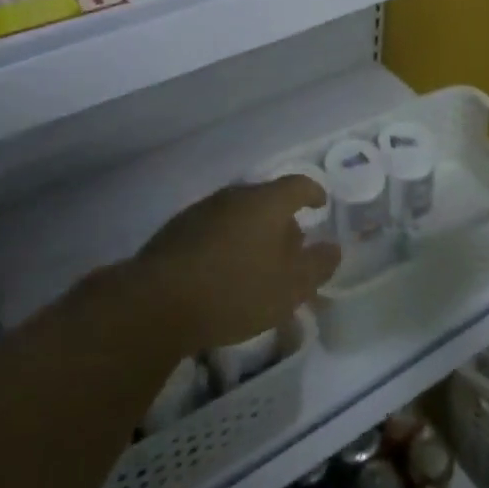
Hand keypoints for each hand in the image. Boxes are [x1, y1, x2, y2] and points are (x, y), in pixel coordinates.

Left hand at [134, 176, 338, 351]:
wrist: (156, 302)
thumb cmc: (236, 290)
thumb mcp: (290, 287)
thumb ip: (317, 265)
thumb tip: (332, 248)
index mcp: (266, 202)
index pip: (298, 185)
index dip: (313, 193)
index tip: (321, 204)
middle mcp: (234, 197)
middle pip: (266, 202)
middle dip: (283, 224)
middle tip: (292, 252)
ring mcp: (201, 212)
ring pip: (238, 217)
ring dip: (253, 237)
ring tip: (258, 268)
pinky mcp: (175, 232)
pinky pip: (214, 233)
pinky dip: (227, 247)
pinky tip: (224, 276)